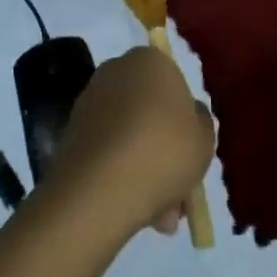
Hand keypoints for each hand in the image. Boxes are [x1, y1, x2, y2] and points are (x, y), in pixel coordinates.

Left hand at [45, 46, 213, 241]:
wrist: (99, 189)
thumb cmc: (163, 152)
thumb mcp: (204, 139)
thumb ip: (201, 123)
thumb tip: (190, 116)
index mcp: (150, 59)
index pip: (174, 83)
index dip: (184, 120)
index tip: (189, 153)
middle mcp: (118, 69)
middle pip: (150, 111)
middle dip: (163, 150)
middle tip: (177, 192)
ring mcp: (91, 100)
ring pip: (129, 135)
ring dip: (144, 169)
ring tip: (159, 217)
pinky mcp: (72, 131)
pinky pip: (107, 151)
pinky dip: (120, 174)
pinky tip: (134, 211)